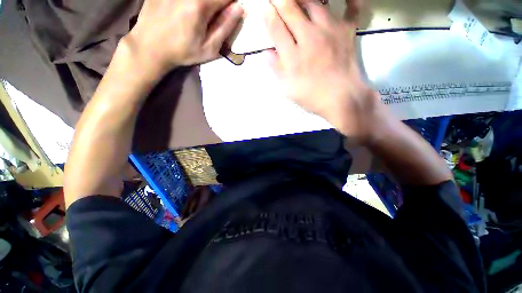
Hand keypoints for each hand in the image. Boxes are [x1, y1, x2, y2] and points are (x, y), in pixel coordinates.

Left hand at [124, 0, 243, 76]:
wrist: (149, 47)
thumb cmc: (183, 52)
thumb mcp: (209, 48)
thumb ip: (225, 28)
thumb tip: (240, 9)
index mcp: (201, 5)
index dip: (231, 4)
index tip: (227, 14)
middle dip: (217, 4)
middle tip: (212, 18)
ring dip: (205, 4)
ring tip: (197, 19)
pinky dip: (189, 4)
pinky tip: (181, 14)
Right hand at [263, 0, 379, 141]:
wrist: (342, 99)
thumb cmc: (312, 97)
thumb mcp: (288, 90)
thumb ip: (277, 70)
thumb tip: (267, 53)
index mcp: (293, 56)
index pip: (274, 26)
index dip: (264, 12)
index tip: (258, 4)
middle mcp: (309, 38)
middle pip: (290, 9)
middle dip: (278, 0)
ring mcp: (330, 31)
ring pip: (314, 2)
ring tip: (295, 1)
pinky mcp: (347, 31)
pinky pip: (349, 8)